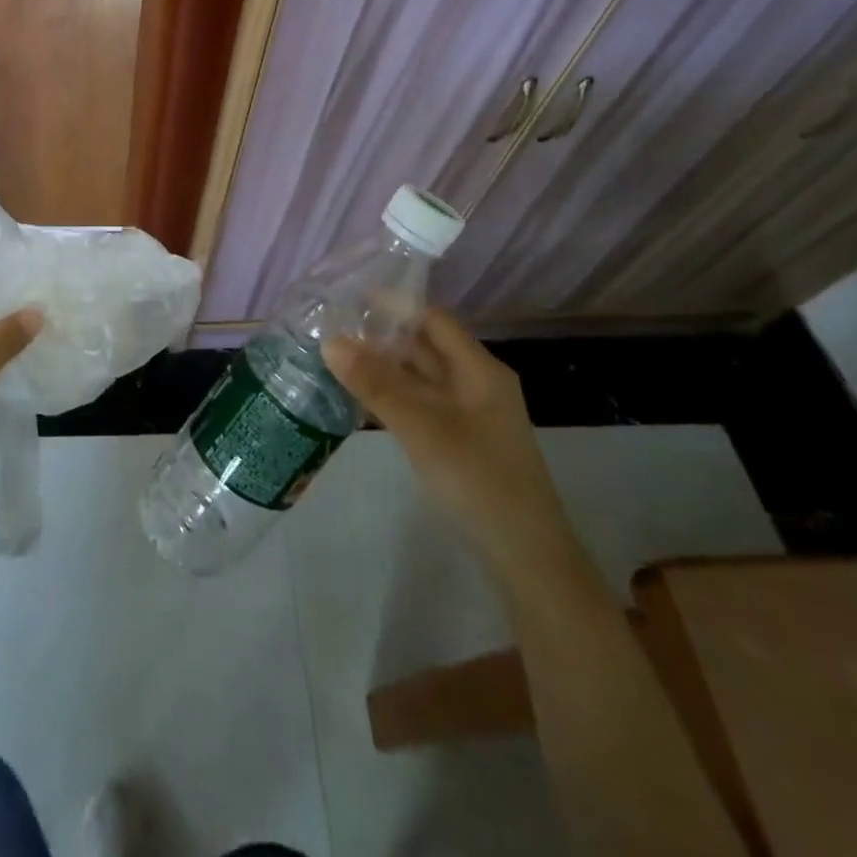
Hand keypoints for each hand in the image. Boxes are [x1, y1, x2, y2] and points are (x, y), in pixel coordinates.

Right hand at [324, 306, 581, 581]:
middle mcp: (476, 384)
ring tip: (335, 359)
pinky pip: (420, 405)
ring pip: (420, 378)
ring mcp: (469, 415)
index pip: (433, 319)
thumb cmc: (478, 480)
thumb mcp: (422, 427)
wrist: (526, 558)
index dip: (393, 305)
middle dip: (381, 336)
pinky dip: (391, 397)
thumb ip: (376, 384)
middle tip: (331, 329)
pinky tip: (359, 400)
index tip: (348, 298)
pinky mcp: (460, 442)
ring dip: (383, 368)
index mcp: (479, 370)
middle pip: (425, 347)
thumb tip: (330, 341)